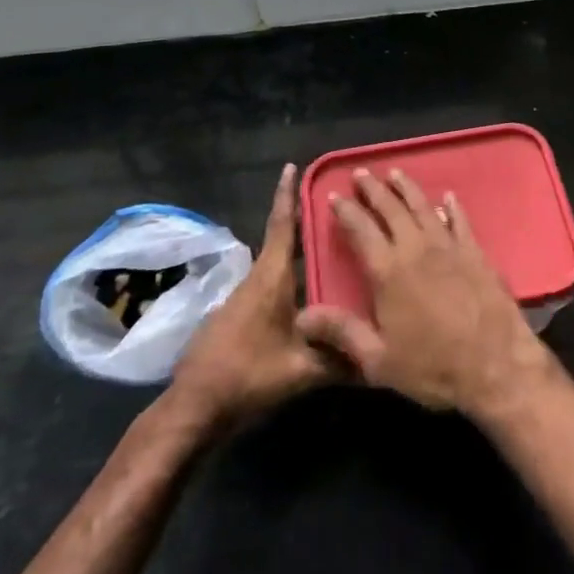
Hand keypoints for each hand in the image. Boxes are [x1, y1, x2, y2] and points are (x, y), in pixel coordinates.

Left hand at [170, 165, 330, 430]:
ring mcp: (244, 298)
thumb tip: (379, 357)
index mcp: (271, 278)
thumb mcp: (300, 370)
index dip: (287, 195)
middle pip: (282, 241)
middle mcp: (257, 279)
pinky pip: (271, 285)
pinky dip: (290, 277)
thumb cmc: (248, 375)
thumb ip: (340, 359)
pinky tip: (309, 294)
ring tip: (329, 248)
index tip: (292, 167)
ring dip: (298, 252)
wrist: (194, 406)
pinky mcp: (238, 316)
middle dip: (304, 222)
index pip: (281, 226)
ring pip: (277, 265)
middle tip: (335, 209)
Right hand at [297, 168, 553, 419]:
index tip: (334, 195)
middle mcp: (416, 249)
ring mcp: (449, 247)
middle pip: (391, 210)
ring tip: (395, 173)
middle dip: (374, 189)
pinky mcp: (475, 252)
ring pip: (423, 207)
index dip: (346, 211)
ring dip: (407, 188)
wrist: (495, 365)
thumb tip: (301, 316)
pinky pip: (460, 221)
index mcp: (388, 272)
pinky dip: (452, 207)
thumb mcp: (379, 360)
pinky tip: (447, 198)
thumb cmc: (433, 367)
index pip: (361, 230)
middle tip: (361, 173)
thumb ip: (342, 332)